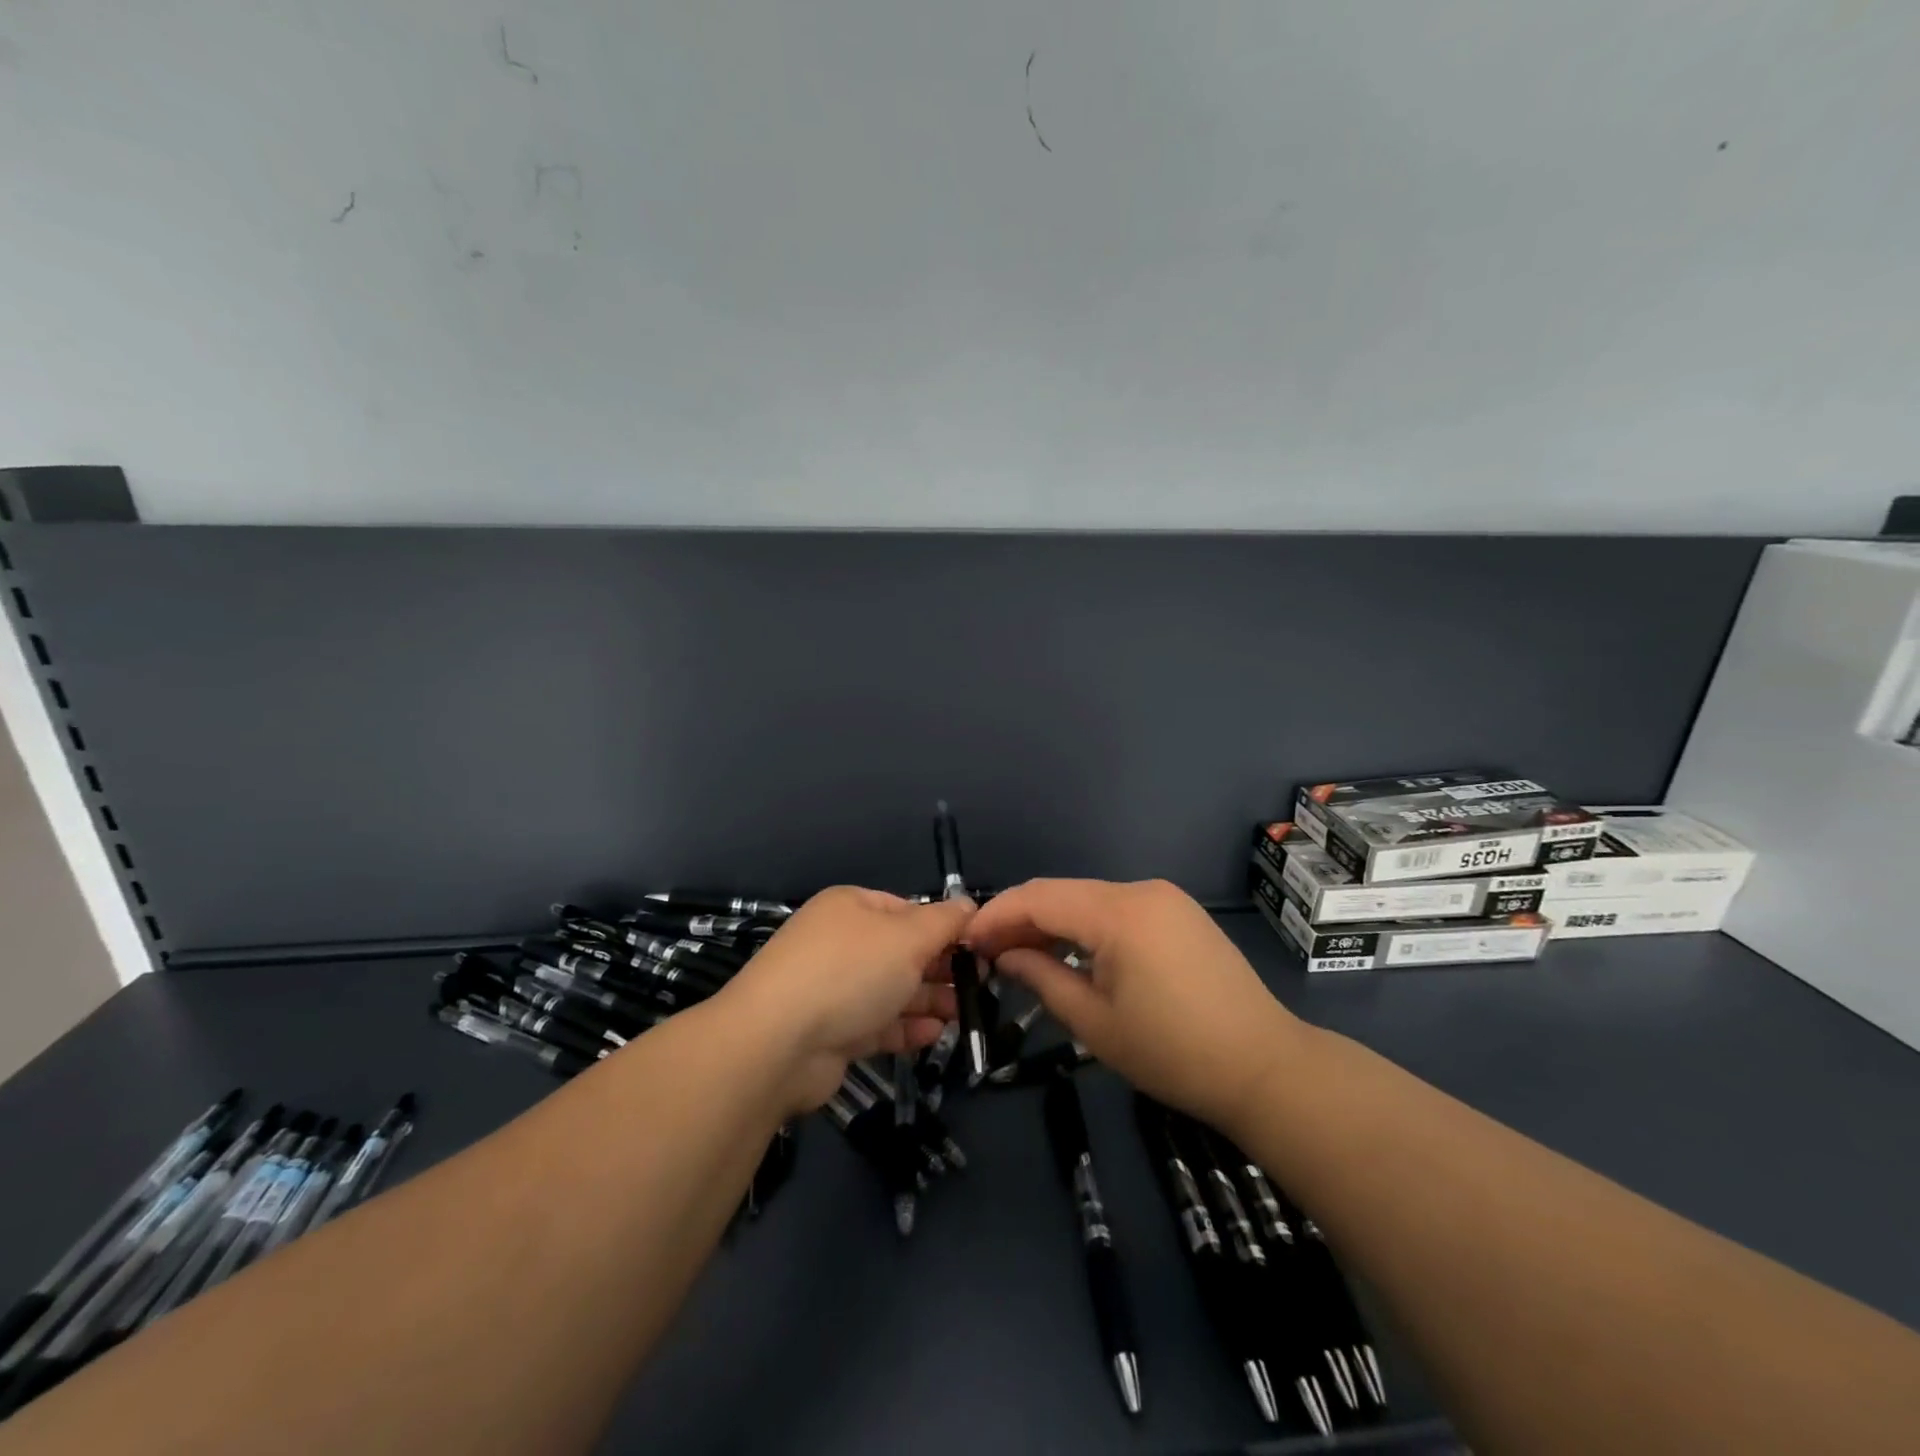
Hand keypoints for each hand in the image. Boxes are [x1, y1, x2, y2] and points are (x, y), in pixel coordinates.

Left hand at [721, 886, 973, 1111]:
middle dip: (941, 968)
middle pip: (902, 951)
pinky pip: (878, 1023)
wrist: (777, 1044)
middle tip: (979, 986)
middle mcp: (841, 942)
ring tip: (965, 1014)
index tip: (980, 950)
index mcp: (852, 906)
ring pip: (892, 989)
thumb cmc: (850, 972)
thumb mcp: (907, 937)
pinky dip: (906, 1027)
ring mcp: (833, 989)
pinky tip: (935, 1035)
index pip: (908, 910)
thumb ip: (944, 921)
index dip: (945, 928)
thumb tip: (969, 905)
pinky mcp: (832, 1032)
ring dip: (929, 1000)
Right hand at [967, 879, 1305, 1132]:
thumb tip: (1005, 956)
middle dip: (1020, 919)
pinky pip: (1117, 910)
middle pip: (1063, 893)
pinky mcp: (1178, 913)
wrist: (1266, 1067)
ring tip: (1021, 957)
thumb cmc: (1173, 1052)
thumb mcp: (1095, 1022)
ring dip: (1052, 924)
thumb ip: (1041, 978)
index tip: (966, 942)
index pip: (1039, 897)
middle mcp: (1140, 890)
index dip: (996, 915)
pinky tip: (1069, 954)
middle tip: (987, 954)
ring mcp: (1164, 898)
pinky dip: (1085, 928)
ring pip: (1088, 900)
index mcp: (1119, 912)